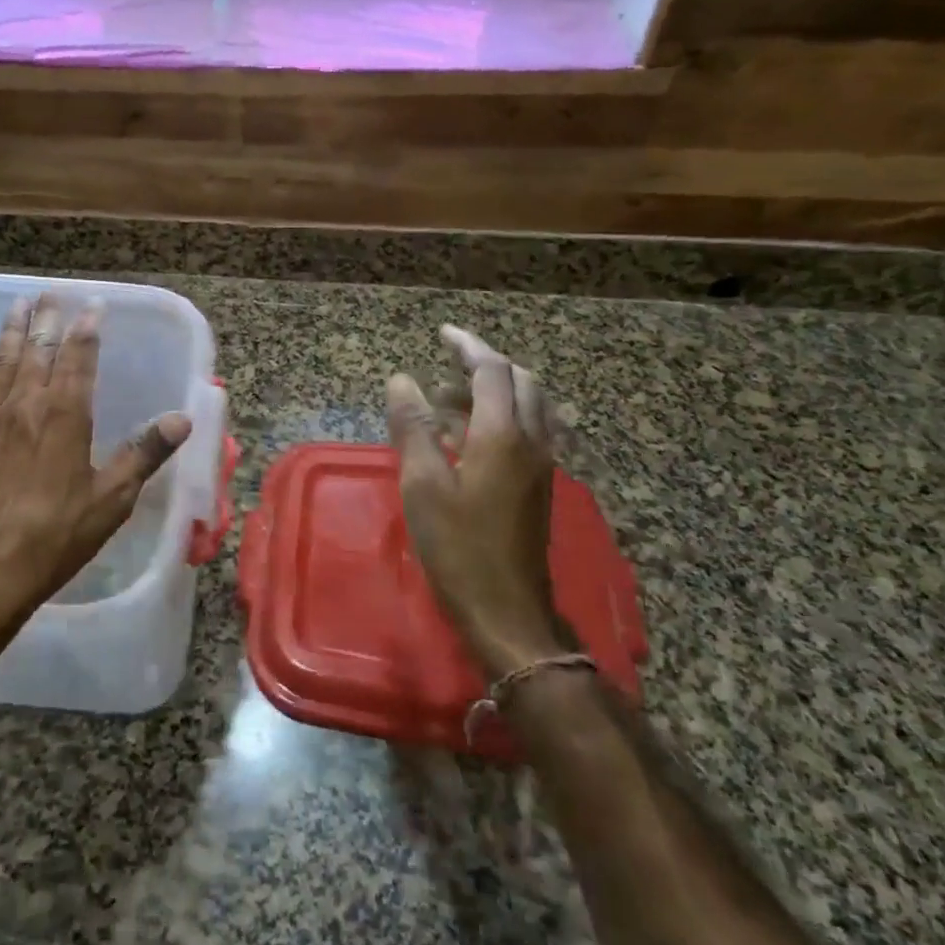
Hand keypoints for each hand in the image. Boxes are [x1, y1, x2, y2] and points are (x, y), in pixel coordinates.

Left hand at [0, 293, 191, 640]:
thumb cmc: (56, 536)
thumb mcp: (113, 498)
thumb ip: (145, 453)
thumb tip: (182, 418)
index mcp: (65, 415)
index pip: (79, 358)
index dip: (87, 327)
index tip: (92, 303)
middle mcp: (25, 406)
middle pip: (37, 351)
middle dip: (46, 319)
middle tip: (49, 293)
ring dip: (8, 334)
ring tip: (14, 307)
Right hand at [386, 325, 571, 679]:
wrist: (507, 611)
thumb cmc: (457, 547)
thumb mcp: (422, 484)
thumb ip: (413, 427)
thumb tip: (402, 380)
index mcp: (502, 434)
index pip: (491, 370)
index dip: (467, 345)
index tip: (441, 333)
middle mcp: (532, 440)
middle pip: (520, 381)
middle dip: (485, 364)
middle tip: (446, 362)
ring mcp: (542, 464)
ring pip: (529, 405)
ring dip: (494, 390)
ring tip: (447, 397)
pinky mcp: (540, 485)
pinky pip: (530, 430)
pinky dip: (502, 415)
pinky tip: (469, 434)